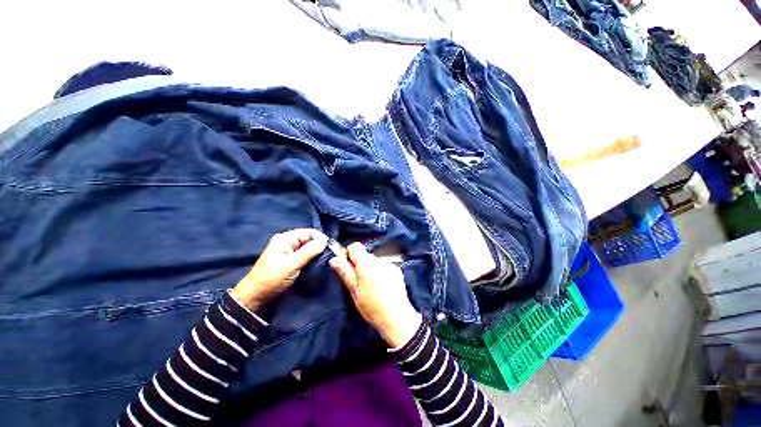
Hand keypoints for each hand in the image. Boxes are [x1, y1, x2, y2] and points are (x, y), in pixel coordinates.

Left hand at [231, 228, 327, 310]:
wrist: (253, 297)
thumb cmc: (271, 279)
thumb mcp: (291, 264)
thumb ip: (309, 251)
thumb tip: (325, 241)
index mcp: (285, 238)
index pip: (309, 232)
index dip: (321, 239)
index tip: (330, 249)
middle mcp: (287, 241)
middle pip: (309, 238)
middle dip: (320, 246)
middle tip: (330, 256)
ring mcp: (288, 250)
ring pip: (308, 247)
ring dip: (316, 252)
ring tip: (325, 260)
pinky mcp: (289, 259)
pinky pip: (304, 254)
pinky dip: (311, 258)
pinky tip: (316, 263)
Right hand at [329, 242, 421, 347]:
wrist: (396, 316)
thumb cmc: (371, 305)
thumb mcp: (353, 290)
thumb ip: (344, 272)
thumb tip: (334, 258)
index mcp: (366, 262)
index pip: (355, 246)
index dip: (349, 255)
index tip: (348, 268)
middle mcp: (378, 259)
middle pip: (365, 255)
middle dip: (360, 264)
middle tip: (358, 282)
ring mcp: (389, 264)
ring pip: (374, 261)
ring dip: (370, 269)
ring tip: (371, 286)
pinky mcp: (397, 270)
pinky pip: (384, 267)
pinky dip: (380, 272)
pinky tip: (382, 287)